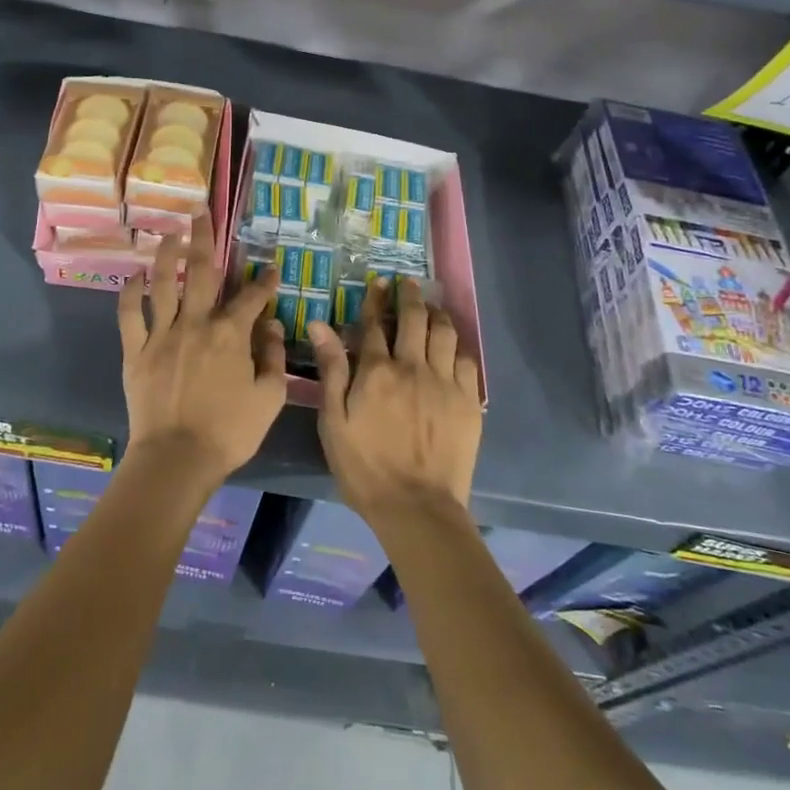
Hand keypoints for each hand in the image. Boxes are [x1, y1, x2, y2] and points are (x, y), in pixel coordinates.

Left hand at [118, 211, 286, 485]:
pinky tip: (135, 276)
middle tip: (201, 214)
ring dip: (167, 255)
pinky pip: (130, 315)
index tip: (270, 268)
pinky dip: (131, 293)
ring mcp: (162, 335)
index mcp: (231, 334)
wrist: (177, 457)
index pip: (251, 298)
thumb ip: (274, 358)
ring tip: (169, 233)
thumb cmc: (229, 432)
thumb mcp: (269, 398)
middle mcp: (196, 323)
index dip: (263, 281)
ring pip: (163, 284)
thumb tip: (274, 327)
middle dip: (204, 239)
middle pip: (201, 272)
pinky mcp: (136, 351)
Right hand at [310, 278, 481, 522]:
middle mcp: (413, 366)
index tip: (378, 283)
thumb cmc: (365, 467)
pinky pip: (467, 360)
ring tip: (432, 306)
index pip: (374, 324)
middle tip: (408, 283)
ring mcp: (445, 382)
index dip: (375, 299)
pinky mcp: (469, 400)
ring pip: (444, 332)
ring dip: (436, 313)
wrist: (416, 507)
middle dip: (409, 295)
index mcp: (376, 371)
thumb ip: (331, 370)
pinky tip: (453, 344)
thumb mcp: (333, 421)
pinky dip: (458, 345)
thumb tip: (321, 325)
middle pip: (414, 318)